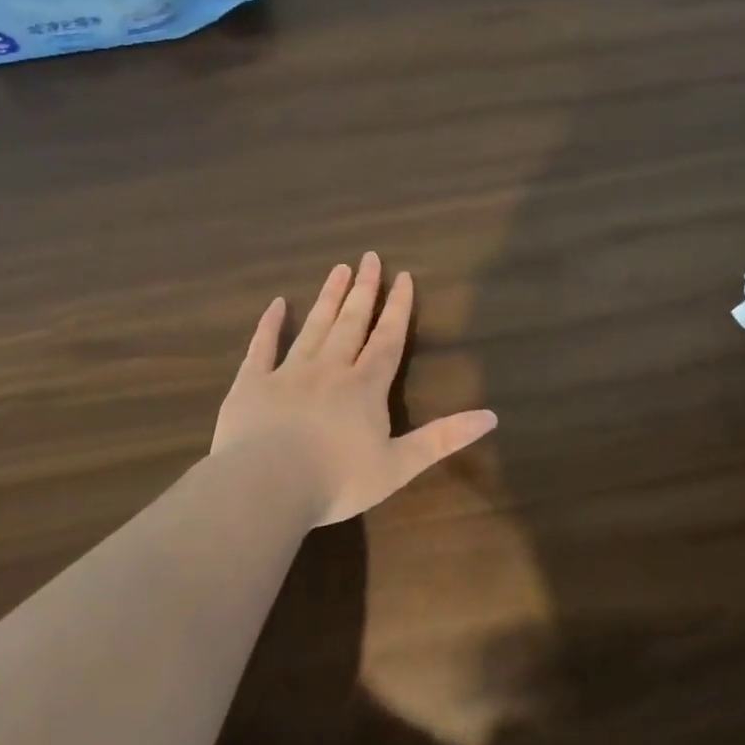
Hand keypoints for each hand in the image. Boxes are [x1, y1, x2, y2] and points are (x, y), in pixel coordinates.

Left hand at [212, 252, 497, 525]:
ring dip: (328, 298)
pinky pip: (262, 347)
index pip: (387, 340)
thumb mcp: (399, 465)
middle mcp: (330, 369)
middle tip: (369, 258)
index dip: (398, 309)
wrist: (265, 486)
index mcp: (365, 387)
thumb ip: (443, 438)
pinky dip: (269, 325)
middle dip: (364, 291)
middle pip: (351, 323)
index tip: (404, 277)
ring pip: (313, 327)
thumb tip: (492, 416)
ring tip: (338, 269)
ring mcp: (288, 373)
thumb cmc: (337, 480)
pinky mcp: (252, 384)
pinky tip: (275, 304)